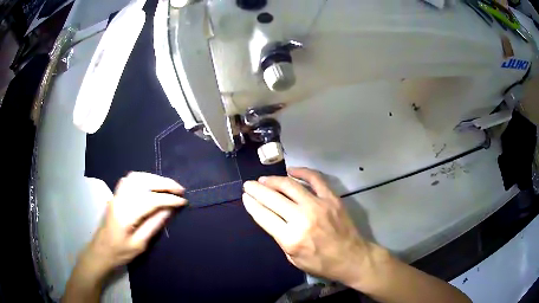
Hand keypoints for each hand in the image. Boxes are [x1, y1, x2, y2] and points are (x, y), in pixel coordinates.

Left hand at [85, 172, 186, 273]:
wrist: (100, 251)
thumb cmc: (120, 252)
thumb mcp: (139, 244)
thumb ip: (154, 225)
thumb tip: (169, 209)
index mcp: (126, 214)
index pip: (151, 200)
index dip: (169, 199)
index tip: (183, 201)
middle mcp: (120, 199)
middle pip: (143, 183)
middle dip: (164, 183)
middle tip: (180, 189)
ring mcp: (116, 195)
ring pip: (136, 177)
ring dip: (154, 178)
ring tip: (168, 186)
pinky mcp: (115, 195)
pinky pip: (130, 180)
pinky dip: (143, 178)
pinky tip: (151, 184)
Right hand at [243, 167, 383, 286]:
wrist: (351, 257)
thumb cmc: (321, 263)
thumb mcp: (293, 258)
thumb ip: (280, 236)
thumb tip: (270, 216)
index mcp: (290, 238)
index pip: (264, 216)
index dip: (252, 204)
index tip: (245, 197)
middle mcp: (302, 218)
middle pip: (272, 198)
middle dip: (256, 190)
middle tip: (248, 185)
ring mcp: (318, 205)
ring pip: (290, 185)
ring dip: (273, 180)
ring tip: (264, 179)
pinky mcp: (331, 198)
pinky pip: (314, 179)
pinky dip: (301, 171)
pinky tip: (291, 170)